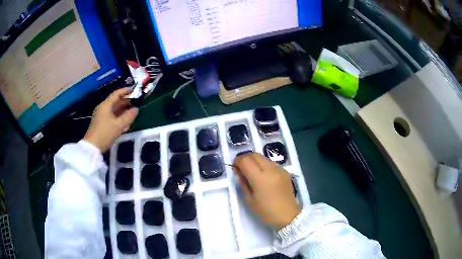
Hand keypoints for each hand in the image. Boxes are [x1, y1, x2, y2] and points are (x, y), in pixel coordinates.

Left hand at [83, 88, 137, 152]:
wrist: (92, 147)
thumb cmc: (105, 133)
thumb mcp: (118, 125)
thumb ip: (128, 116)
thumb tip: (136, 109)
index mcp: (106, 105)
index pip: (116, 94)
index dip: (125, 91)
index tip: (134, 90)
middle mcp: (103, 108)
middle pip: (115, 101)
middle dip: (125, 101)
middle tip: (135, 103)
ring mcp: (101, 115)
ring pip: (113, 109)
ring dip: (122, 110)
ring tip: (132, 112)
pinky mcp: (101, 123)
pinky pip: (111, 116)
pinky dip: (118, 116)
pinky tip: (124, 122)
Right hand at [233, 153, 300, 229]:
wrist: (288, 215)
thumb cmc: (266, 211)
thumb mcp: (249, 200)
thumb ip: (243, 183)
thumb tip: (239, 172)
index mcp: (260, 178)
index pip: (245, 161)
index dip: (237, 161)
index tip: (234, 168)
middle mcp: (270, 169)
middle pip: (254, 155)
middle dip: (245, 159)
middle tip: (241, 168)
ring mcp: (279, 169)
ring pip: (263, 157)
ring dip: (255, 161)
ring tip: (252, 172)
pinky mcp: (285, 171)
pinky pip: (271, 163)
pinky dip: (264, 165)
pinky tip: (264, 176)